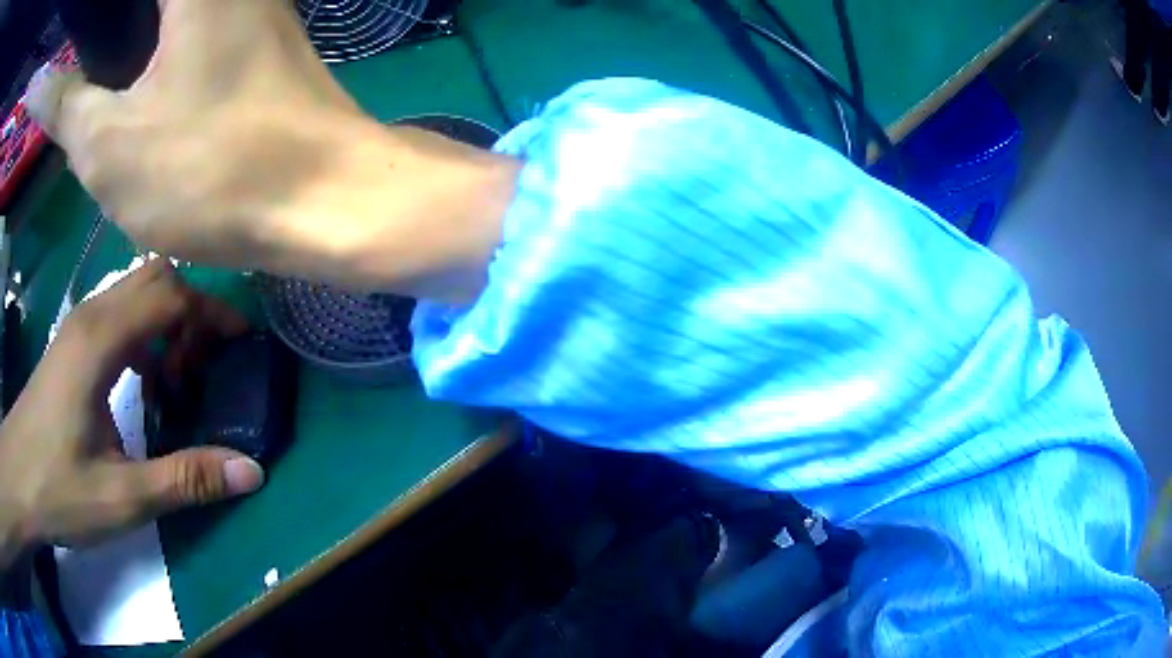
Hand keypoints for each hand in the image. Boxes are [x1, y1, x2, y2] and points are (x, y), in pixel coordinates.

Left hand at [0, 261, 262, 568]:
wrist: (19, 477)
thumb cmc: (58, 487)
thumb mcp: (123, 498)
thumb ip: (184, 480)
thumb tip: (250, 470)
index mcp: (101, 340)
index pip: (169, 294)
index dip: (211, 312)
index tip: (240, 344)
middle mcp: (92, 315)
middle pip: (155, 277)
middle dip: (192, 308)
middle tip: (209, 359)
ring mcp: (80, 325)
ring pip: (136, 290)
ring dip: (167, 320)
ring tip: (179, 374)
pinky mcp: (73, 342)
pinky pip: (119, 313)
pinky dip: (144, 333)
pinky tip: (144, 381)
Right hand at [27, 0, 518, 303]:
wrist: (323, 196)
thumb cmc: (214, 170)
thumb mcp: (109, 144)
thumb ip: (64, 103)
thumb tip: (45, 88)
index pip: (119, 2)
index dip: (90, 20)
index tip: (72, 49)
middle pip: (134, 7)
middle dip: (102, 32)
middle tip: (71, 64)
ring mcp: (243, 2)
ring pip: (158, 13)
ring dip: (119, 36)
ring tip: (87, 69)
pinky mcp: (248, 30)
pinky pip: (182, 21)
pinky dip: (145, 39)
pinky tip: (124, 68)